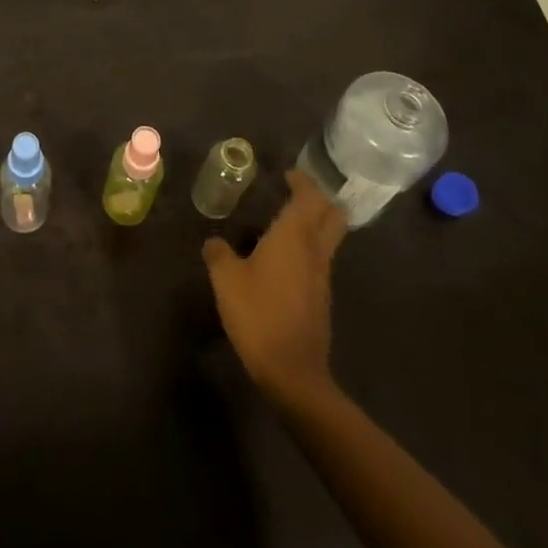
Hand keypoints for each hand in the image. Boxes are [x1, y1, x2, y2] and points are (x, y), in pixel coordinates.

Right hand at [203, 170, 347, 401]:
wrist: (292, 373)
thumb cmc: (258, 314)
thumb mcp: (226, 279)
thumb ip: (218, 253)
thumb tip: (214, 242)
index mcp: (295, 237)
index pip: (310, 197)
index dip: (303, 181)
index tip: (287, 174)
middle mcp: (315, 251)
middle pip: (333, 216)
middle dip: (319, 200)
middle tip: (295, 193)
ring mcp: (323, 277)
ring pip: (328, 239)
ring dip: (313, 225)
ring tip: (282, 224)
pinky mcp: (321, 300)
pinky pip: (319, 261)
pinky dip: (307, 249)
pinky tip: (281, 260)